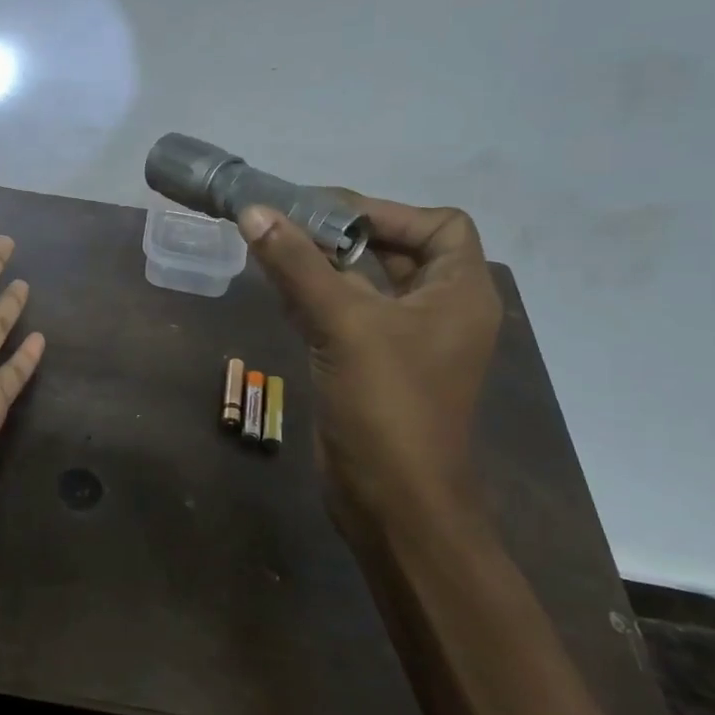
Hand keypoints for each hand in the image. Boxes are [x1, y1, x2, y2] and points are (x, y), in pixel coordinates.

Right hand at [239, 193, 501, 536]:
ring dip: (323, 266)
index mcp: (459, 293)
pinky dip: (315, 298)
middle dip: (343, 235)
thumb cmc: (387, 406)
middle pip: (396, 251)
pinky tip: (276, 291)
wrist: (392, 502)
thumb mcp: (344, 325)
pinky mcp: (373, 366)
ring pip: (365, 284)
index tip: (325, 212)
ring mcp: (406, 342)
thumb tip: (254, 212)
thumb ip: (298, 265)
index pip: (438, 225)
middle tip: (287, 223)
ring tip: (273, 249)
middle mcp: (439, 311)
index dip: (385, 211)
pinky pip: (346, 316)